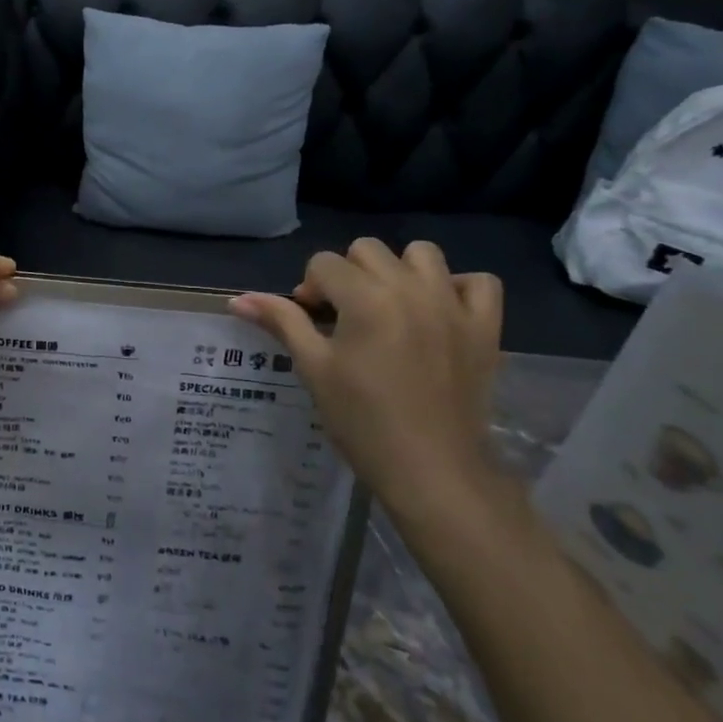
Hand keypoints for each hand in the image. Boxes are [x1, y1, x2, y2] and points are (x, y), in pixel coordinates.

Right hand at [231, 240, 503, 527]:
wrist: (431, 470)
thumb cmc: (362, 421)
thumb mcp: (314, 369)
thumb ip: (282, 322)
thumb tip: (237, 299)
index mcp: (365, 298)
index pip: (323, 263)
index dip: (309, 289)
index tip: (311, 322)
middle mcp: (410, 288)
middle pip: (367, 250)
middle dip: (348, 275)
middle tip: (344, 317)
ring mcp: (453, 305)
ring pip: (422, 254)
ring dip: (399, 271)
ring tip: (391, 307)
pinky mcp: (485, 327)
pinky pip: (479, 282)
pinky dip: (458, 288)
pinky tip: (439, 312)